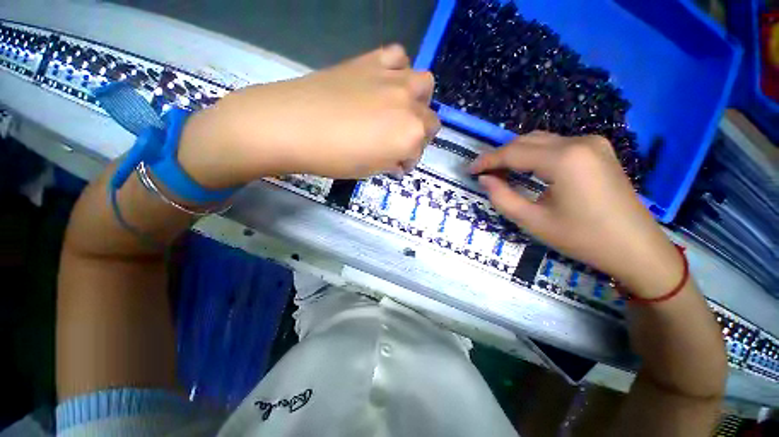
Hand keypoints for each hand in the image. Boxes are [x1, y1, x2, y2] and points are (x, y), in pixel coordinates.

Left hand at [178, 45, 439, 187]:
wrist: (293, 125)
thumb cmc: (334, 157)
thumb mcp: (370, 170)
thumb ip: (391, 161)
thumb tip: (398, 159)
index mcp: (410, 136)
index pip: (419, 151)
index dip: (408, 160)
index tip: (397, 164)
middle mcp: (410, 105)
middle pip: (430, 119)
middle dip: (419, 134)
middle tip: (400, 140)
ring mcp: (393, 79)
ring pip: (424, 84)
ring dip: (418, 100)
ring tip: (400, 109)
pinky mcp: (372, 61)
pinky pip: (398, 56)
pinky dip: (398, 69)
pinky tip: (386, 82)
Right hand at [471, 132, 682, 297]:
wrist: (636, 248)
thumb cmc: (582, 238)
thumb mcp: (533, 221)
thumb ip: (502, 197)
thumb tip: (484, 179)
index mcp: (564, 159)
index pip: (513, 152)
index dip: (487, 161)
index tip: (469, 170)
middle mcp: (579, 142)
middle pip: (526, 141)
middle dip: (499, 156)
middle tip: (482, 173)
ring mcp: (592, 143)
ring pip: (540, 141)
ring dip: (515, 153)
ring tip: (498, 171)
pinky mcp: (598, 150)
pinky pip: (556, 145)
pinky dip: (534, 154)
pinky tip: (525, 168)